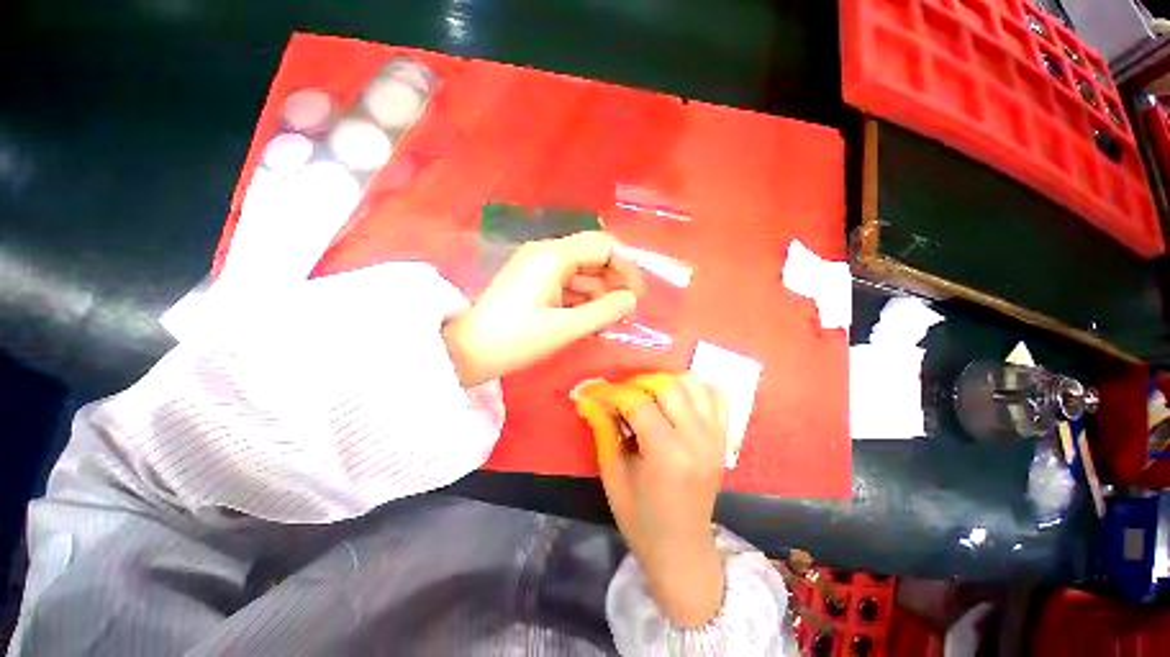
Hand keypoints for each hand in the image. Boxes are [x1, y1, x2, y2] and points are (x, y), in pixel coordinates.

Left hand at [442, 232, 642, 386]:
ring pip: (581, 273)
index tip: (637, 296)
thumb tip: (632, 300)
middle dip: (614, 281)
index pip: (603, 246)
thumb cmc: (516, 340)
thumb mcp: (565, 328)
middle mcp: (546, 253)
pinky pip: (567, 284)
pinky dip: (581, 300)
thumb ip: (604, 311)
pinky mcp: (533, 283)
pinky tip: (590, 321)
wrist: (467, 352)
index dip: (626, 267)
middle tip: (626, 311)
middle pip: (593, 256)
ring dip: (599, 294)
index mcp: (553, 256)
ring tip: (610, 321)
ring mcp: (537, 267)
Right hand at [579, 373, 728, 627]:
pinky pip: (715, 396)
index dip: (611, 392)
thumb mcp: (613, 476)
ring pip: (692, 384)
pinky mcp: (723, 438)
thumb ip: (603, 431)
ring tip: (645, 394)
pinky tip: (676, 398)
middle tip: (619, 393)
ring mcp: (715, 437)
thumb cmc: (641, 519)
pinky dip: (694, 388)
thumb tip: (588, 398)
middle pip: (668, 385)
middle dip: (637, 382)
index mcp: (667, 455)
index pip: (638, 402)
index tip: (593, 391)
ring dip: (664, 381)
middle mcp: (697, 439)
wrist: (682, 550)